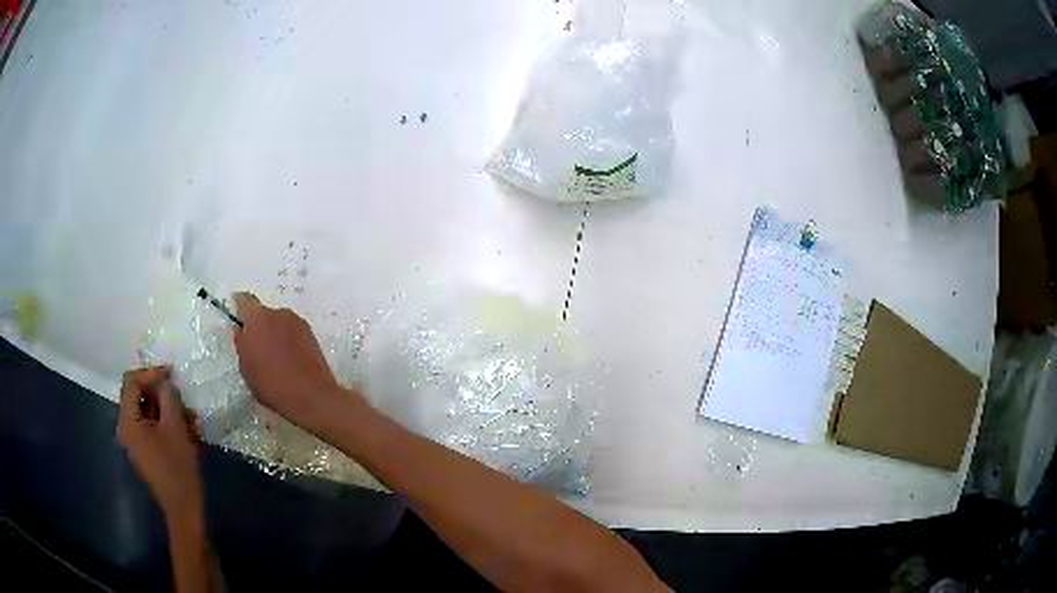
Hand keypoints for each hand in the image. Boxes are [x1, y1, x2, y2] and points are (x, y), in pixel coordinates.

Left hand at [117, 367, 202, 518]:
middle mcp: (127, 428)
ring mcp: (137, 441)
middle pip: (140, 396)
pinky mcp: (147, 451)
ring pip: (150, 412)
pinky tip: (190, 433)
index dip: (150, 373)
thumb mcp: (175, 427)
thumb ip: (169, 397)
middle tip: (185, 400)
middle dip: (164, 396)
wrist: (184, 508)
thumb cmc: (177, 467)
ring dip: (171, 411)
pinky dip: (170, 425)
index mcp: (128, 421)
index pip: (131, 381)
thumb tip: (166, 381)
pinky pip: (155, 428)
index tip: (172, 374)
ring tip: (193, 421)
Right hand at [233, 292, 350, 428]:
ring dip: (275, 333)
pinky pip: (292, 333)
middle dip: (259, 326)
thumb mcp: (246, 367)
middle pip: (264, 313)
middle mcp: (279, 313)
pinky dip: (288, 341)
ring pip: (279, 323)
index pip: (245, 300)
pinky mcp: (312, 334)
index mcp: (258, 317)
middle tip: (257, 348)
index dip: (239, 307)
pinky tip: (289, 361)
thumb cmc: (271, 384)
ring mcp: (298, 322)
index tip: (237, 319)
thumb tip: (241, 330)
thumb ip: (241, 343)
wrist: (312, 396)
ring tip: (275, 358)